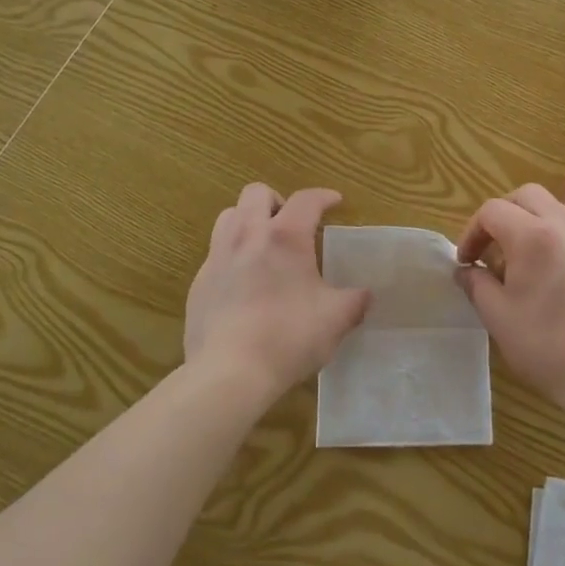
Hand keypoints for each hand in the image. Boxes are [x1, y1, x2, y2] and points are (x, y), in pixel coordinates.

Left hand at [184, 184, 369, 402]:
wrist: (228, 372)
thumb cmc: (288, 337)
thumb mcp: (335, 320)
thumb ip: (354, 301)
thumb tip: (365, 296)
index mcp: (285, 236)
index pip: (306, 199)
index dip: (323, 196)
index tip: (334, 202)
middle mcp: (247, 235)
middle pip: (256, 193)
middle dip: (277, 200)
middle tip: (291, 224)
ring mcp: (217, 257)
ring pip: (229, 216)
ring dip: (248, 220)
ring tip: (263, 245)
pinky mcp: (199, 283)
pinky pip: (215, 253)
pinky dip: (232, 255)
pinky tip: (244, 284)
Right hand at [455, 184, 564, 410]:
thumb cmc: (544, 344)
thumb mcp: (496, 315)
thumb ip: (476, 284)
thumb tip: (466, 271)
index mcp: (533, 236)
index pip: (492, 211)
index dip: (471, 232)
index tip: (466, 263)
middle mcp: (564, 227)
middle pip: (527, 196)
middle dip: (502, 214)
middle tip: (490, 247)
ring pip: (553, 210)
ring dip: (527, 223)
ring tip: (516, 262)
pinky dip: (550, 239)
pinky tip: (545, 278)